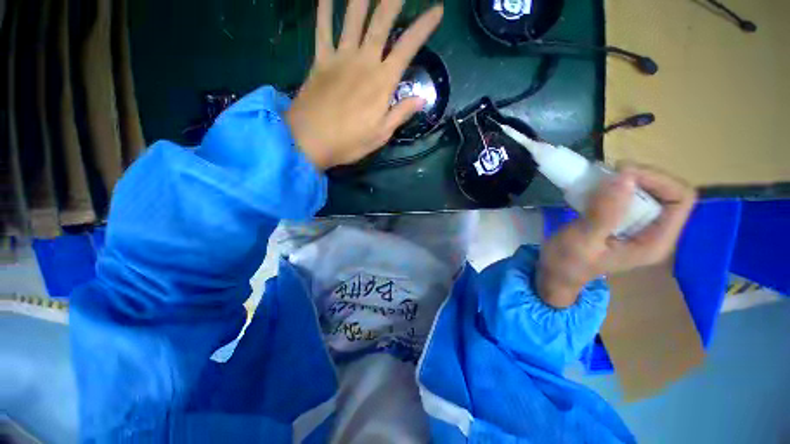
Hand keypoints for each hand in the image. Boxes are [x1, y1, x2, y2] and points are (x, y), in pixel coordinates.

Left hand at [286, 0, 443, 169]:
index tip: (437, 10)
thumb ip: (401, 113)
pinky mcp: (320, 61)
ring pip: (353, 18)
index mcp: (382, 82)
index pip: (407, 47)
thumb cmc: (349, 142)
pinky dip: (324, 9)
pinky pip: (322, 29)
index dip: (424, 27)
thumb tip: (421, 99)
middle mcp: (363, 62)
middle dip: (393, 0)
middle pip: (380, 22)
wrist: (309, 141)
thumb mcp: (381, 134)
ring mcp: (340, 58)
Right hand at [537, 163, 696, 307]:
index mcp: (655, 242)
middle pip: (667, 191)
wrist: (555, 273)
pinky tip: (595, 188)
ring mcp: (638, 226)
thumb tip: (625, 176)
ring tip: (599, 179)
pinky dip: (614, 186)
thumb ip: (605, 212)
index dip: (657, 180)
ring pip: (648, 190)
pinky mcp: (621, 221)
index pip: (681, 199)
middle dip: (640, 177)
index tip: (622, 172)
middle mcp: (654, 232)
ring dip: (626, 180)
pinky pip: (628, 195)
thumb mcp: (584, 240)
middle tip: (608, 173)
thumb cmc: (568, 262)